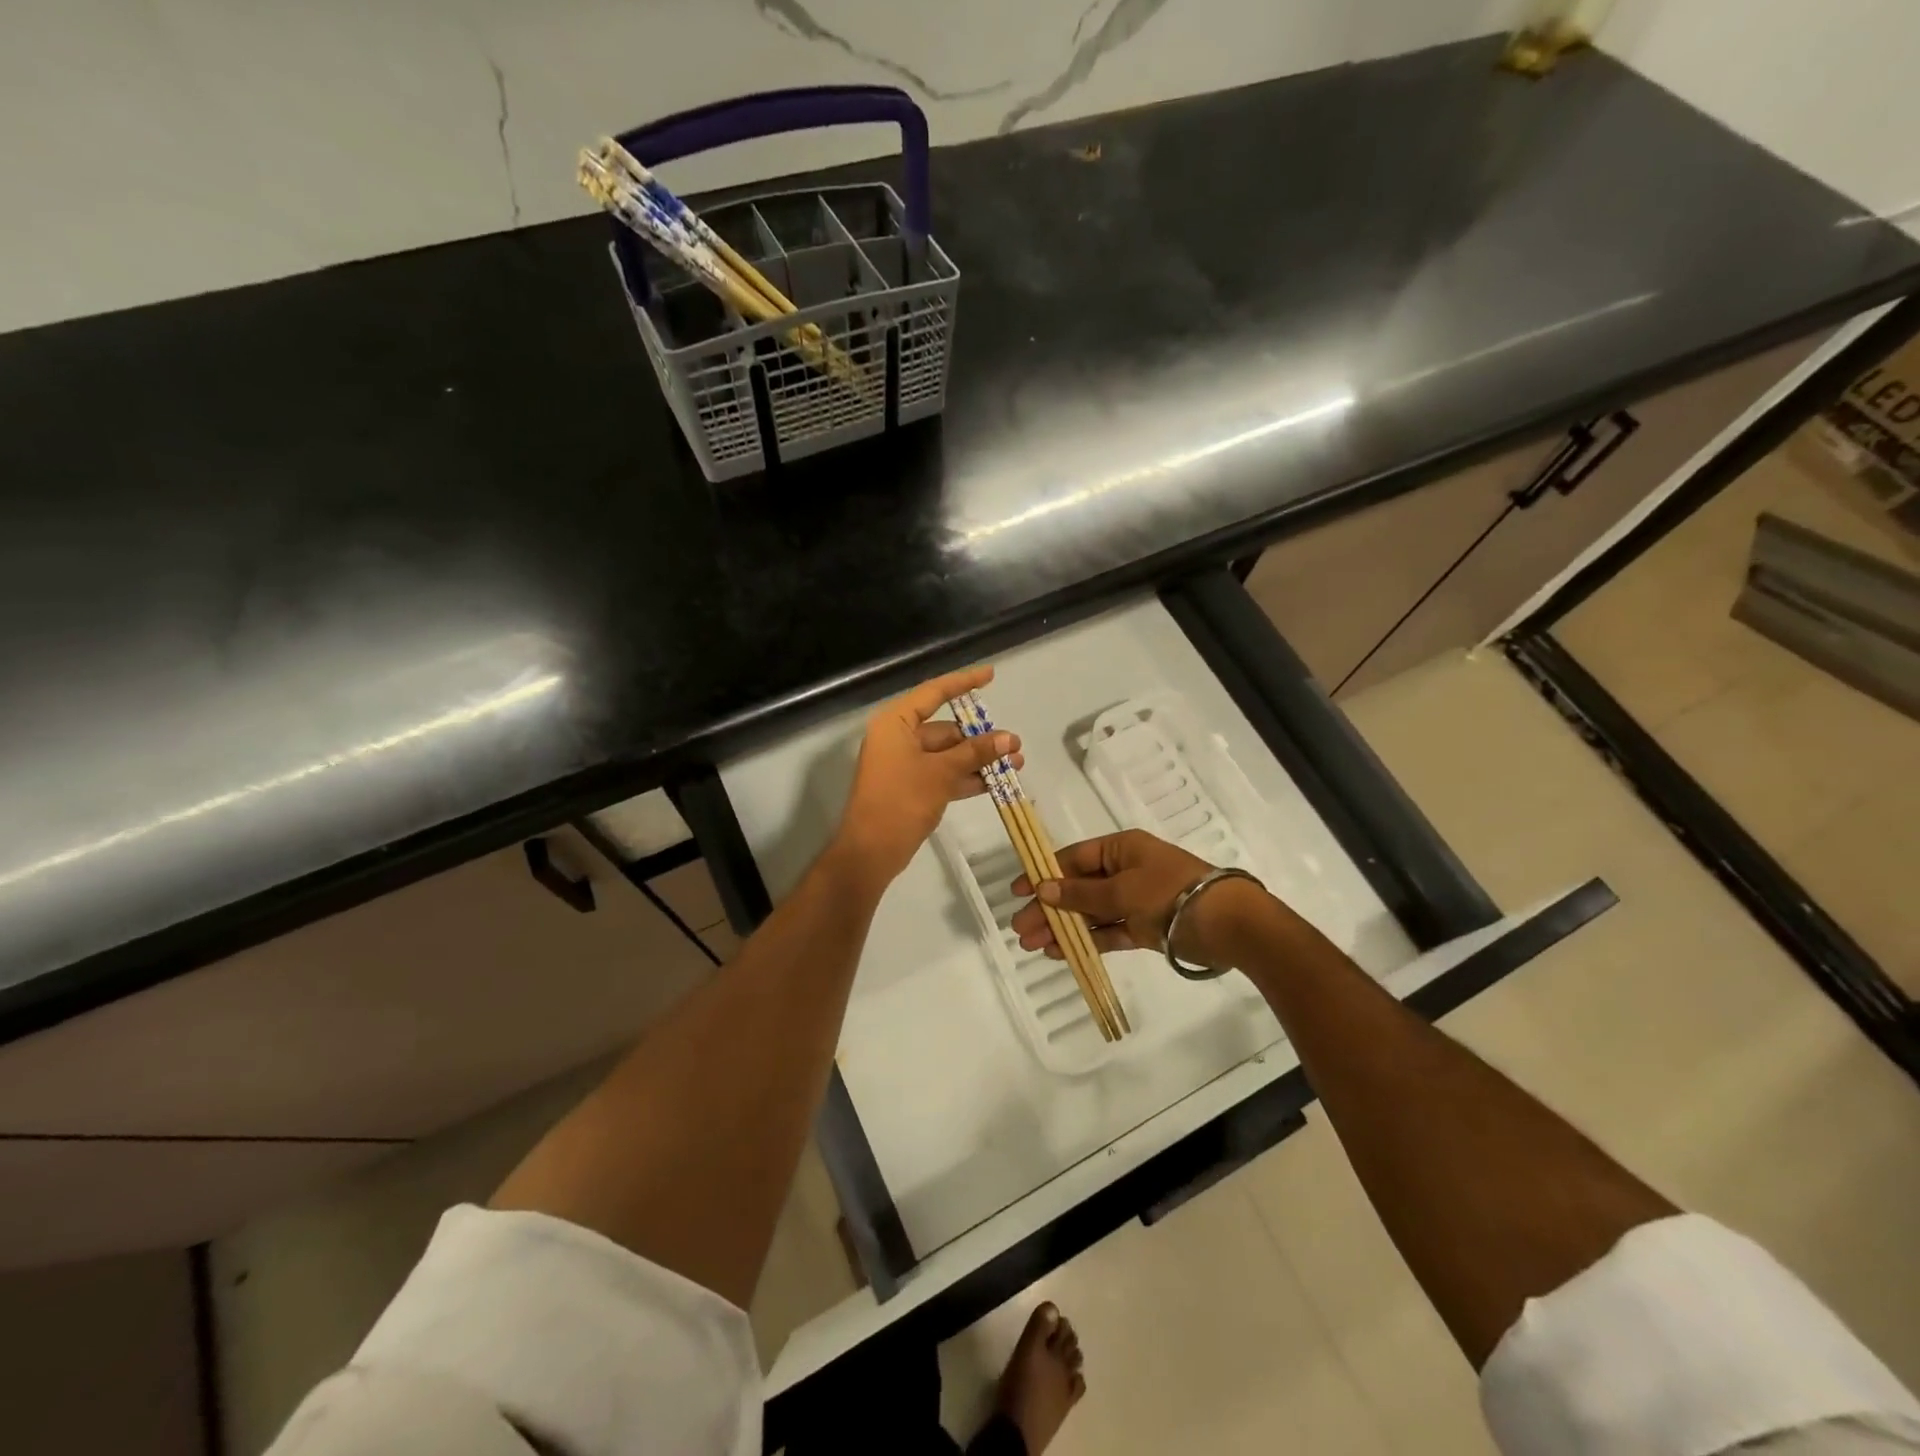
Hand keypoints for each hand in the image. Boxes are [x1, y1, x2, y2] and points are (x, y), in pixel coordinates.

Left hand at [832, 665, 1023, 887]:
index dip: (963, 682)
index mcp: (895, 723)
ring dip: (979, 759)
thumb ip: (975, 753)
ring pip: (948, 754)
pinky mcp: (911, 788)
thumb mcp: (941, 773)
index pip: (934, 693)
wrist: (871, 851)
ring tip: (1016, 764)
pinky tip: (996, 783)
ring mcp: (904, 764)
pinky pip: (944, 774)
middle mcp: (898, 738)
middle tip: (1014, 745)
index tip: (991, 675)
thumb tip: (1008, 738)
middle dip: (981, 737)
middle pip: (945, 728)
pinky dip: (966, 777)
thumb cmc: (900, 801)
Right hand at [1011, 828, 1273, 968]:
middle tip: (1019, 928)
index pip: (1073, 858)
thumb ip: (1081, 892)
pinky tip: (1059, 951)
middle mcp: (1124, 870)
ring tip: (1032, 944)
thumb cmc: (1170, 893)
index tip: (1017, 890)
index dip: (1044, 872)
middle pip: (1077, 887)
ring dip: (1061, 926)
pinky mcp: (1143, 928)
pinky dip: (1085, 940)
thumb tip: (1043, 888)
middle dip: (1047, 907)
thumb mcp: (1122, 889)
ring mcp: (1134, 900)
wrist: (1226, 924)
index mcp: (1121, 848)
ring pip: (1089, 912)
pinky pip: (1107, 931)